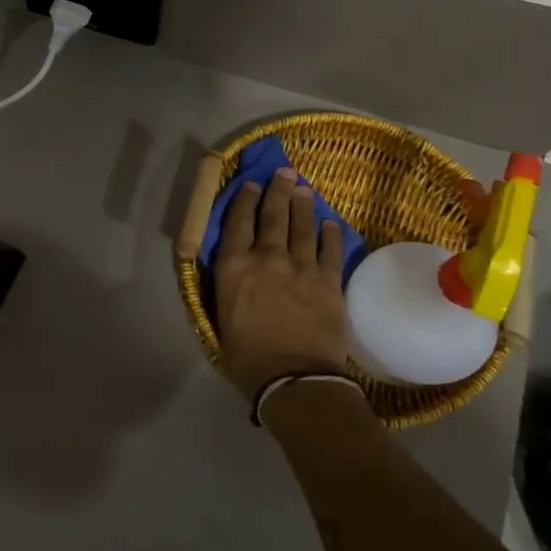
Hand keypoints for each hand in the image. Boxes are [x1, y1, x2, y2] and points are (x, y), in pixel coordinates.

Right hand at [213, 168, 352, 400]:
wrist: (294, 377)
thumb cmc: (247, 356)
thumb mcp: (221, 317)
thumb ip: (227, 287)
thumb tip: (233, 273)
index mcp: (234, 266)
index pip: (238, 222)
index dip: (245, 200)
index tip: (251, 184)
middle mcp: (266, 257)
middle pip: (272, 215)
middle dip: (277, 191)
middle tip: (284, 173)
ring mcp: (301, 265)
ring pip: (302, 225)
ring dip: (302, 204)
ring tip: (303, 189)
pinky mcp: (329, 280)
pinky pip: (330, 248)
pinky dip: (330, 233)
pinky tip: (330, 223)